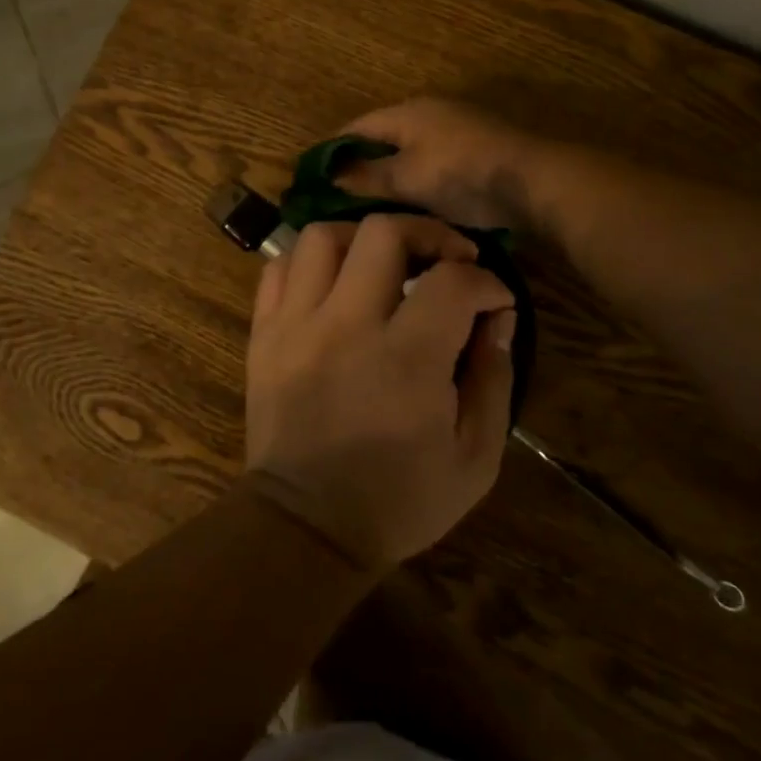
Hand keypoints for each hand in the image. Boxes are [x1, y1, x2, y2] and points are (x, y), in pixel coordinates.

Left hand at [244, 213, 516, 571]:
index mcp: (406, 360)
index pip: (452, 281)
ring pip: (322, 236)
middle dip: (428, 232)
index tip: (494, 300)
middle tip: (447, 258)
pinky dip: (311, 261)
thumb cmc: (399, 500)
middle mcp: (346, 326)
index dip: (486, 282)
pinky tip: (335, 281)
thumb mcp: (475, 458)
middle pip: (383, 232)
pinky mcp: (264, 334)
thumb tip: (497, 318)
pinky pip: (278, 268)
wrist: (306, 528)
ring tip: (386, 261)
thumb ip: (495, 379)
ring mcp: (296, 326)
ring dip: (363, 237)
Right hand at [340, 98, 546, 229]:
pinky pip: (433, 162)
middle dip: (363, 163)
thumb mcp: (407, 180)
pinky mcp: (477, 150)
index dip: (333, 150)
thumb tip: (332, 178)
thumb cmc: (461, 174)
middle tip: (341, 196)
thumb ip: (368, 177)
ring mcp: (457, 129)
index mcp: (408, 112)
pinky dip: (418, 179)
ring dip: (392, 173)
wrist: (533, 180)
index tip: (314, 178)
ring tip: (373, 205)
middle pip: (384, 137)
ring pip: (410, 151)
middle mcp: (430, 112)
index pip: (357, 127)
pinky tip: (413, 204)